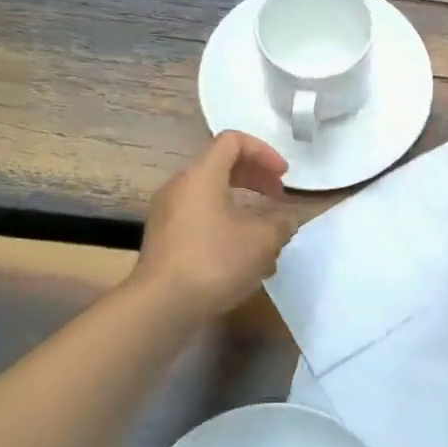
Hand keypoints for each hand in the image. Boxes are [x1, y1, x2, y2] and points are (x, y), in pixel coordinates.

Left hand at [135, 133, 297, 319]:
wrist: (162, 305)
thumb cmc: (215, 261)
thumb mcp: (263, 241)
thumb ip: (281, 223)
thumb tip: (286, 220)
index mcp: (202, 175)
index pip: (233, 141)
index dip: (264, 152)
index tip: (284, 177)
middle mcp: (180, 187)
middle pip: (221, 166)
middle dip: (255, 178)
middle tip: (278, 197)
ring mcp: (167, 214)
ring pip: (211, 196)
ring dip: (243, 206)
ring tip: (265, 233)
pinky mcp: (164, 239)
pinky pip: (200, 218)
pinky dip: (225, 225)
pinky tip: (243, 256)